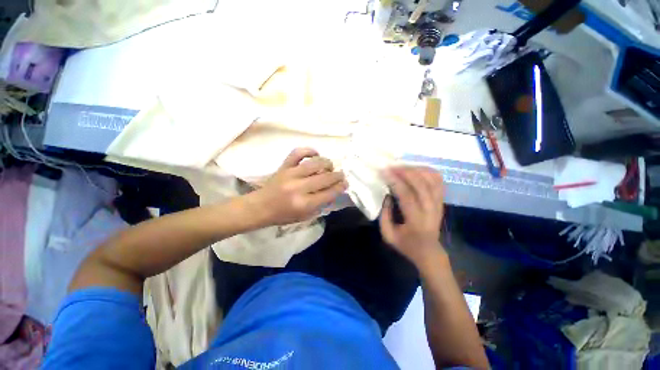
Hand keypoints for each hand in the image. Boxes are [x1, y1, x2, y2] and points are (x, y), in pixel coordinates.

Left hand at [251, 148, 347, 225]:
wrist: (260, 207)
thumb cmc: (283, 215)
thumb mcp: (305, 216)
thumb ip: (320, 204)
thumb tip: (333, 191)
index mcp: (304, 204)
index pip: (329, 193)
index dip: (340, 187)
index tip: (345, 184)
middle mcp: (299, 187)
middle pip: (325, 177)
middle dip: (337, 176)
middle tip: (341, 175)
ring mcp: (291, 174)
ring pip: (315, 163)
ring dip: (327, 163)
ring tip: (329, 167)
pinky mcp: (284, 166)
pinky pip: (298, 152)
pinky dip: (309, 150)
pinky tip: (315, 154)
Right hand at [380, 166, 445, 267]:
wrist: (429, 251)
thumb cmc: (406, 244)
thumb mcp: (388, 235)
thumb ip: (384, 215)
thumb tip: (387, 195)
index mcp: (416, 220)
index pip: (407, 195)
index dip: (395, 181)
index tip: (384, 172)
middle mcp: (430, 210)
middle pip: (421, 184)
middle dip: (405, 172)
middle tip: (392, 166)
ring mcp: (438, 204)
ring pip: (432, 180)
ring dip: (416, 170)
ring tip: (402, 166)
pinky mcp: (441, 201)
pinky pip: (438, 181)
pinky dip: (428, 171)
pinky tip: (416, 169)